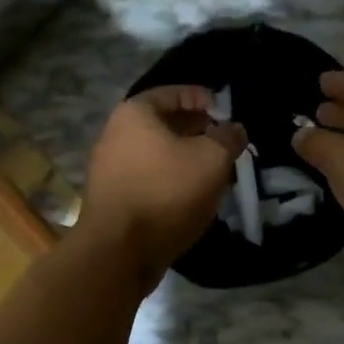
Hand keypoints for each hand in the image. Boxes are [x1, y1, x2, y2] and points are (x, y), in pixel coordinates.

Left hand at [80, 85, 247, 286]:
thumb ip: (227, 138)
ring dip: (185, 158)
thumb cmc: (166, 193)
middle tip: (223, 140)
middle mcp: (115, 135)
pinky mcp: (113, 199)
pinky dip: (171, 180)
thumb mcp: (211, 160)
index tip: (225, 110)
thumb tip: (234, 129)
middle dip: (195, 130)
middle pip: (162, 124)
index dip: (201, 97)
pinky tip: (192, 195)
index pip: (171, 92)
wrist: (119, 251)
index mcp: (134, 114)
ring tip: (215, 169)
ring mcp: (109, 169)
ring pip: (156, 154)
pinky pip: (148, 178)